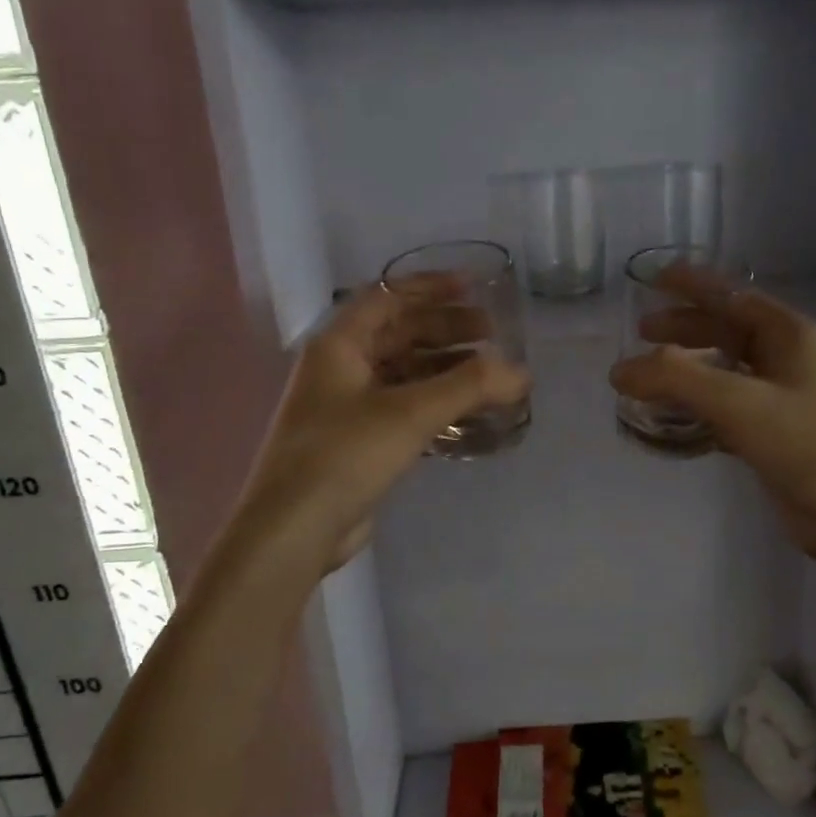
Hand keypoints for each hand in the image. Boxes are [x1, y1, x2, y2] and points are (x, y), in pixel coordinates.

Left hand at [234, 278, 529, 575]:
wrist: (294, 529)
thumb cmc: (345, 455)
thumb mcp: (410, 413)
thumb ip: (469, 386)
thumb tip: (521, 372)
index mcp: (339, 345)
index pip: (387, 297)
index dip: (431, 287)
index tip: (474, 287)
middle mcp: (339, 368)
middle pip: (399, 334)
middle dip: (446, 330)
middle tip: (492, 335)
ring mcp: (346, 407)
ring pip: (403, 373)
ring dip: (444, 369)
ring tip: (489, 375)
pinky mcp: (358, 442)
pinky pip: (403, 408)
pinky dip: (435, 403)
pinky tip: (467, 413)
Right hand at [609, 266, 815, 565]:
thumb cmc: (805, 446)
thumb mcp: (740, 404)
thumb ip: (677, 379)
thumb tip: (620, 370)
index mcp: (788, 335)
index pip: (732, 295)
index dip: (692, 284)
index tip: (653, 279)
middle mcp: (785, 359)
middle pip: (725, 330)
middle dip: (683, 328)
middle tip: (641, 332)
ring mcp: (780, 397)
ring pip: (723, 369)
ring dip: (686, 368)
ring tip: (648, 375)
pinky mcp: (771, 432)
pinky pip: (724, 405)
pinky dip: (696, 404)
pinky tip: (672, 415)